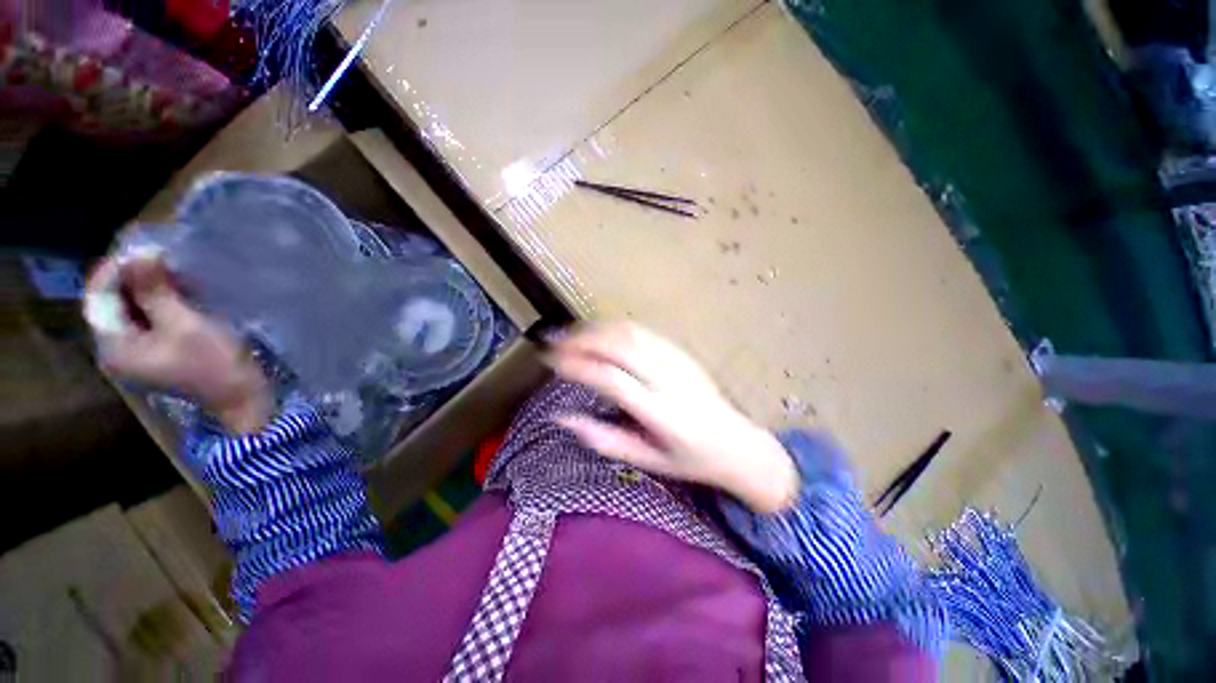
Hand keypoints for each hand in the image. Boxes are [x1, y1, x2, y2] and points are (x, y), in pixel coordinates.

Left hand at [85, 252, 271, 433]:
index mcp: (115, 346)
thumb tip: (140, 253)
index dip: (116, 269)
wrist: (241, 398)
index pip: (99, 298)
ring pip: (130, 309)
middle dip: (133, 277)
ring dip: (149, 288)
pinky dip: (159, 302)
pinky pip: (147, 319)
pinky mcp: (156, 352)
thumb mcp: (185, 325)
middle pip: (112, 303)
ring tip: (175, 273)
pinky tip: (181, 294)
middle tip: (163, 258)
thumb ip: (155, 291)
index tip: (144, 248)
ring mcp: (136, 352)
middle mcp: (116, 349)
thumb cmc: (214, 364)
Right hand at [546, 321, 798, 512]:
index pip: (611, 380)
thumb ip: (604, 440)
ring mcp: (679, 362)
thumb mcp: (646, 461)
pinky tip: (600, 333)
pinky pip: (645, 332)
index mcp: (660, 414)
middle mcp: (669, 381)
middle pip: (620, 347)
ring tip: (571, 334)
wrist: (737, 445)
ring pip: (632, 333)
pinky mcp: (683, 353)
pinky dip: (616, 328)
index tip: (551, 361)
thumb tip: (563, 417)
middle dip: (582, 339)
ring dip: (597, 329)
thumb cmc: (689, 460)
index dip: (577, 366)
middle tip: (554, 342)